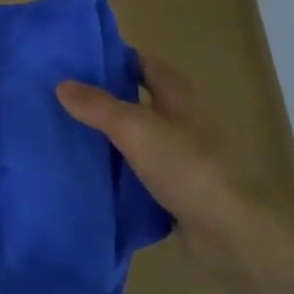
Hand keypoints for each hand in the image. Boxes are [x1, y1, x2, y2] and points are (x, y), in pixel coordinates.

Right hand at [56, 55, 256, 277]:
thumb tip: (62, 84)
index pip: (141, 62)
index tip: (74, 64)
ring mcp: (182, 157)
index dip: (111, 59)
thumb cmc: (187, 166)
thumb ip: (97, 106)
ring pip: (137, 139)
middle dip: (103, 100)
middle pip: (137, 100)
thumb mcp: (135, 128)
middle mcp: (182, 118)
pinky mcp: (179, 191)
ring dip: (110, 139)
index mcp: (177, 93)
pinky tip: (91, 178)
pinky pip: (141, 174)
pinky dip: (119, 174)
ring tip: (66, 137)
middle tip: (60, 101)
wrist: (232, 233)